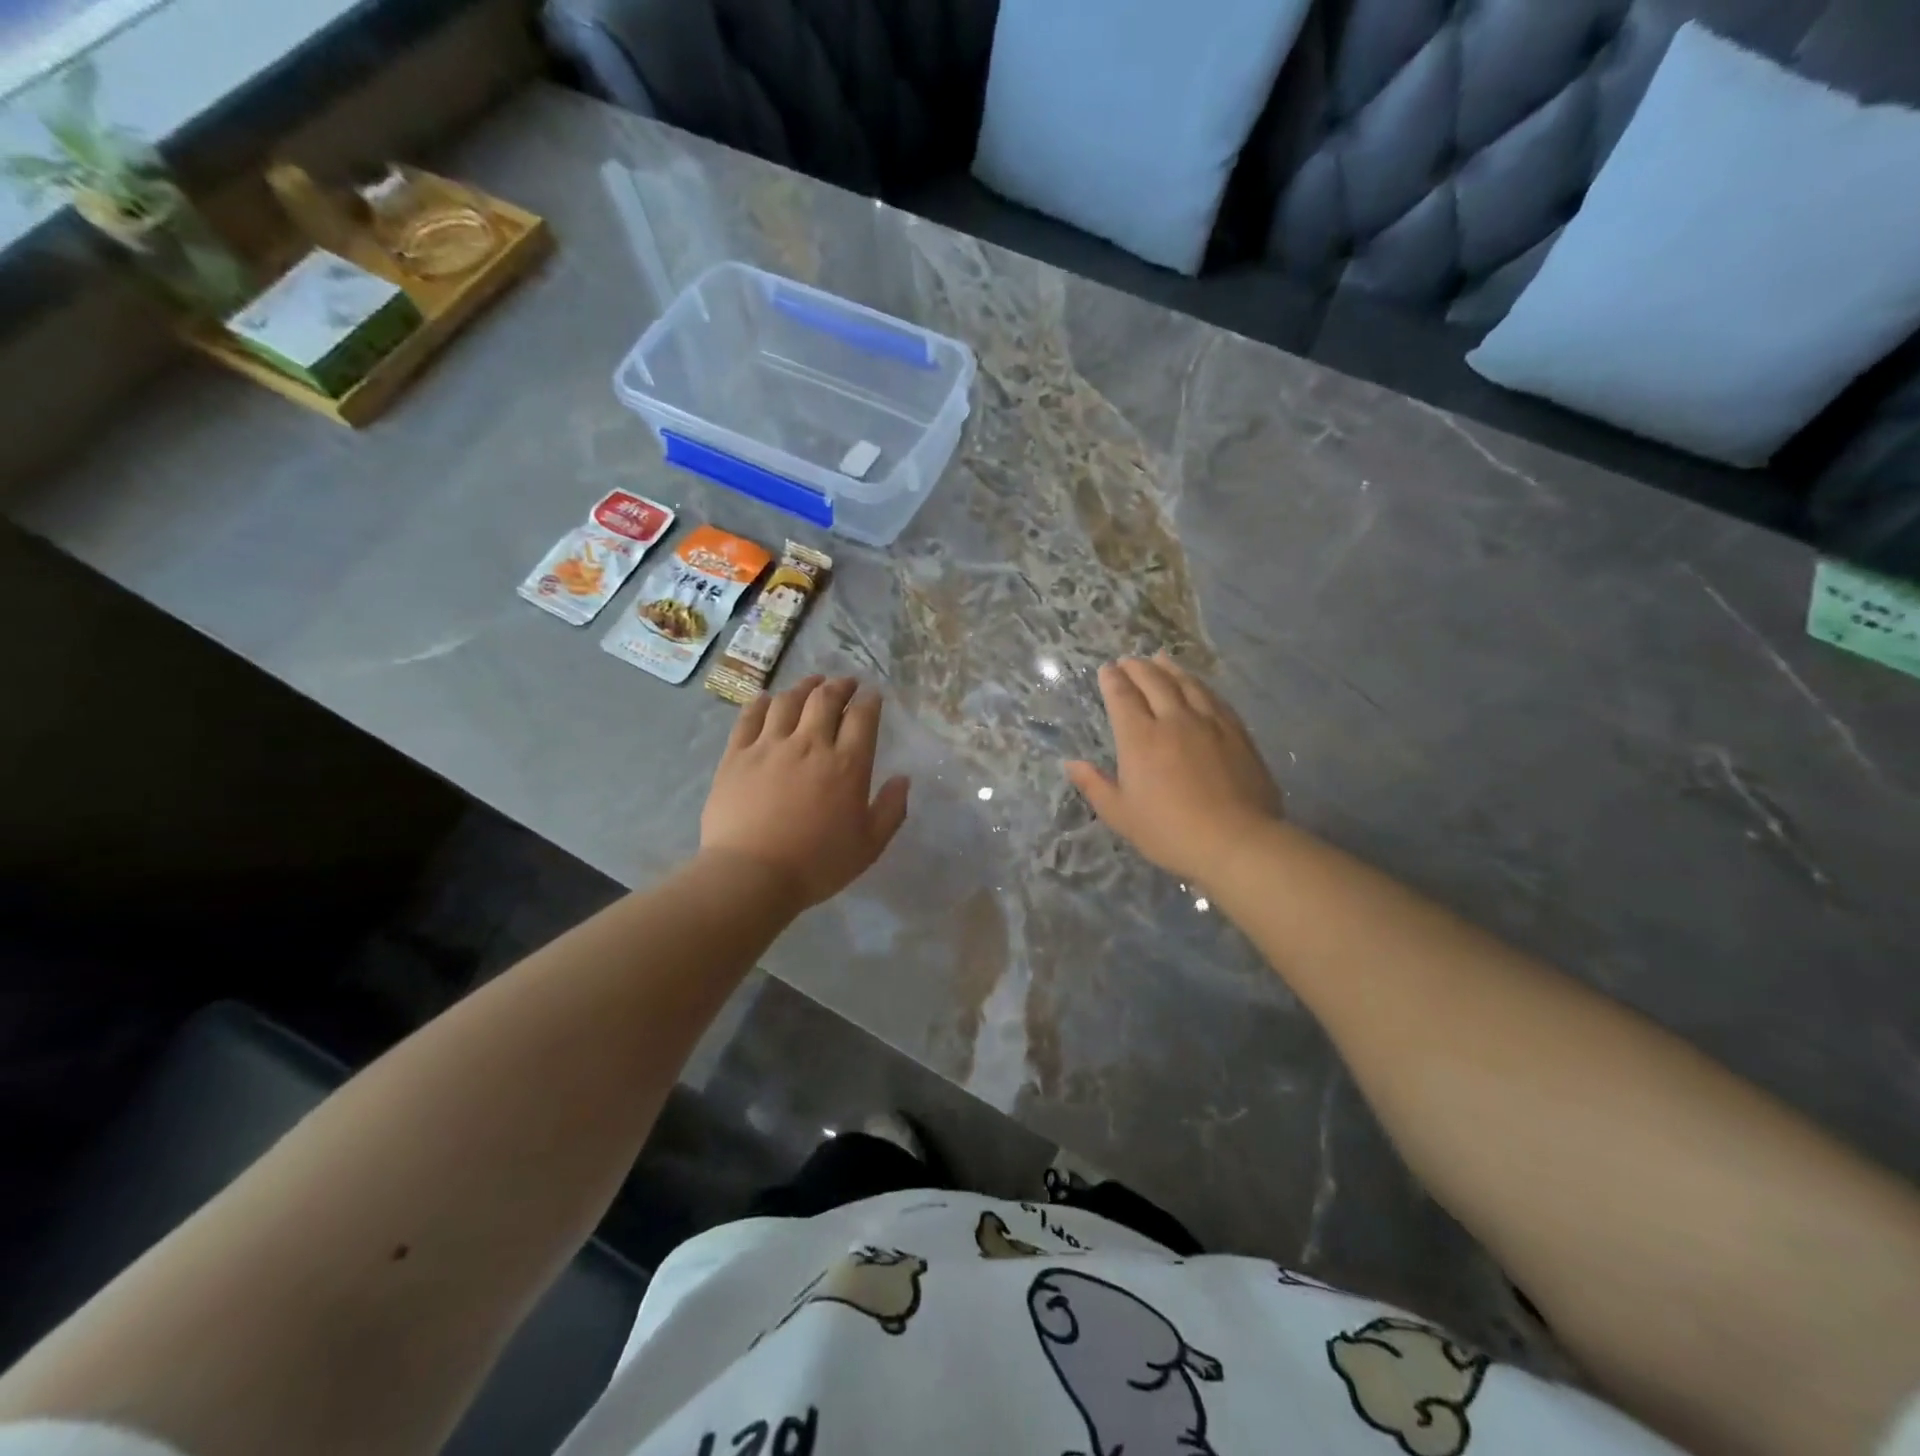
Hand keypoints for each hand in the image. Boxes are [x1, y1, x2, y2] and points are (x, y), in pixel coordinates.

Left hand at [701, 675, 910, 908]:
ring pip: (788, 701)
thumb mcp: (868, 846)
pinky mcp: (737, 754)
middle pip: (825, 698)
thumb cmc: (816, 864)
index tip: (872, 696)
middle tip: (845, 683)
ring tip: (811, 683)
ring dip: (804, 686)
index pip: (862, 717)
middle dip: (840, 685)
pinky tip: (766, 699)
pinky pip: (749, 717)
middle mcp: (810, 744)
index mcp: (847, 764)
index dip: (870, 701)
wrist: (750, 875)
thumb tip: (903, 779)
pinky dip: (761, 703)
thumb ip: (890, 810)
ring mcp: (769, 745)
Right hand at [1066, 656, 1282, 884]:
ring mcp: (1209, 723)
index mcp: (1140, 738)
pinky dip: (1200, 685)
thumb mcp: (1121, 815)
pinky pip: (1214, 698)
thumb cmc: (1169, 832)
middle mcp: (1173, 720)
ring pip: (1186, 684)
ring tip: (1160, 658)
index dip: (1112, 680)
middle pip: (1154, 682)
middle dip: (1138, 667)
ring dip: (1170, 668)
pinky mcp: (1236, 732)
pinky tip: (1198, 686)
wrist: (1236, 840)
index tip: (1106, 669)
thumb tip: (1071, 763)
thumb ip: (1095, 786)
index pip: (1122, 697)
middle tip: (1128, 660)